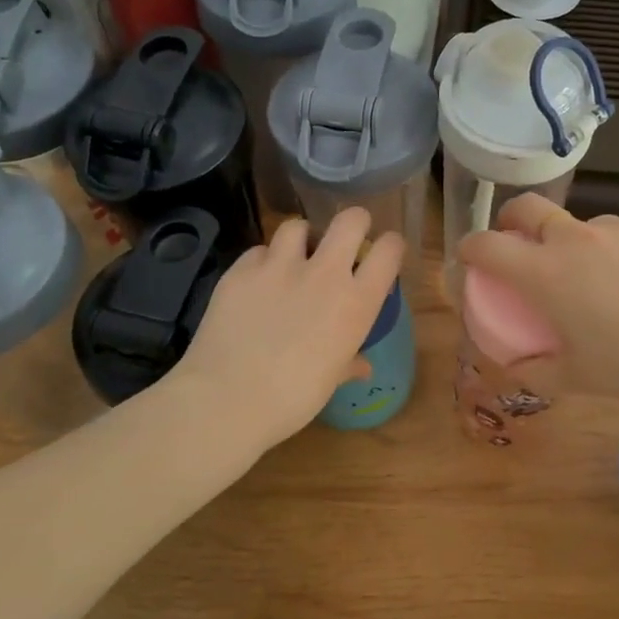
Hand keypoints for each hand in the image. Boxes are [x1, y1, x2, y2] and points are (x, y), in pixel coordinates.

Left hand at [170, 210, 404, 452]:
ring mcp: (279, 266)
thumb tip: (362, 366)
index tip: (384, 254)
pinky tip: (257, 283)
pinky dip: (262, 262)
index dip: (391, 246)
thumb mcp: (331, 380)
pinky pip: (258, 251)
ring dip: (301, 239)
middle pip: (350, 219)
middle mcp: (324, 273)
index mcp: (356, 302)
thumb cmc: (293, 399)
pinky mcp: (241, 269)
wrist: (228, 399)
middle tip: (344, 242)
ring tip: (294, 258)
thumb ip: (349, 362)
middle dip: (353, 223)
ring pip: (297, 226)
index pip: (389, 250)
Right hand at [458, 196, 618, 402]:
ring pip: (581, 223)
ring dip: (573, 242)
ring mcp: (617, 227)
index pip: (487, 245)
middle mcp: (574, 238)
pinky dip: (617, 251)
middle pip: (526, 208)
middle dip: (510, 219)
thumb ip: (536, 371)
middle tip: (516, 240)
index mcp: (545, 273)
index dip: (469, 248)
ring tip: (599, 279)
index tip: (469, 258)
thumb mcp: (576, 378)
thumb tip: (516, 366)